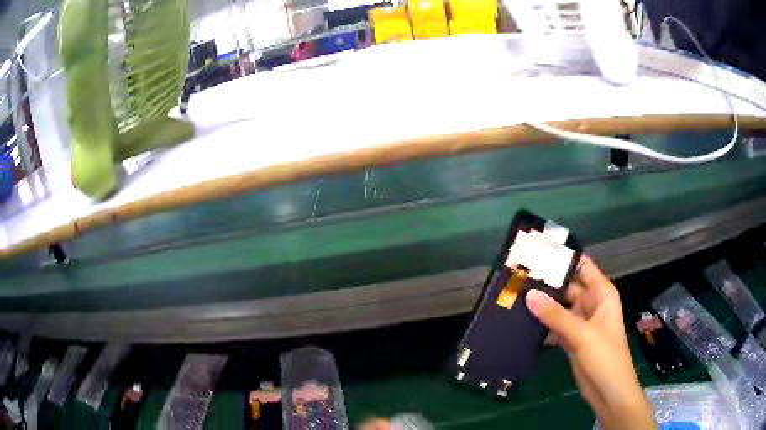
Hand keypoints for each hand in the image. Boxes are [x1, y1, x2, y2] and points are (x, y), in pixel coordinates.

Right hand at [525, 257, 654, 429]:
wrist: (608, 391)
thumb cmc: (604, 356)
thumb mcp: (582, 334)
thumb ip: (556, 315)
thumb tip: (529, 294)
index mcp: (601, 294)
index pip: (582, 266)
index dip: (563, 258)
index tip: (537, 252)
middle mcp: (591, 304)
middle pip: (568, 287)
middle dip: (547, 283)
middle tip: (518, 276)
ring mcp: (581, 323)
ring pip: (560, 307)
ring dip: (543, 304)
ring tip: (515, 295)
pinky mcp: (572, 340)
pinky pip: (556, 326)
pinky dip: (543, 324)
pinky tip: (522, 321)